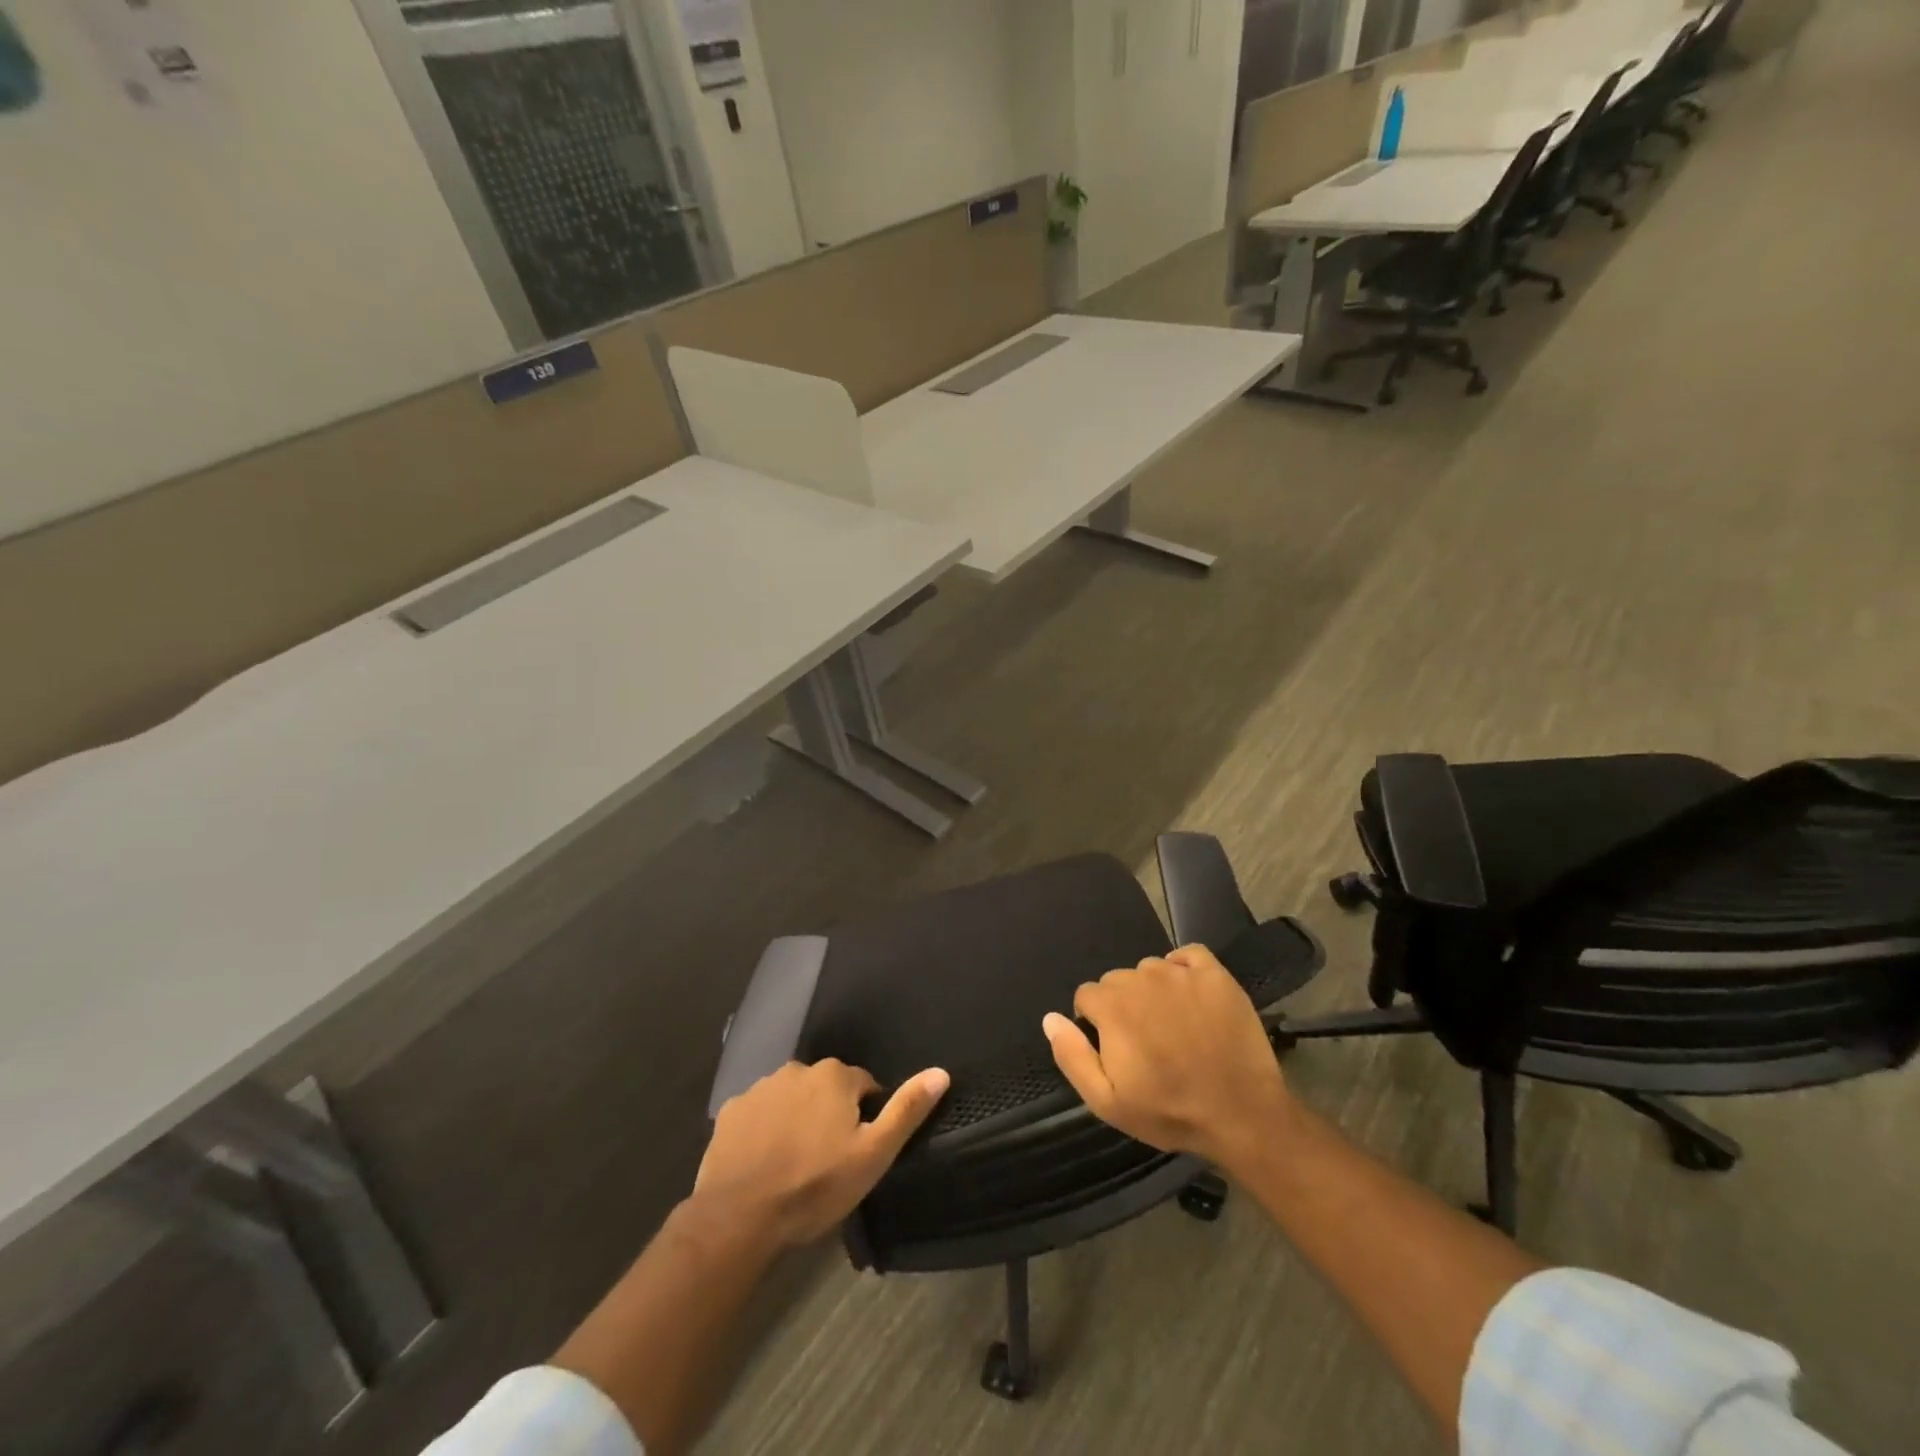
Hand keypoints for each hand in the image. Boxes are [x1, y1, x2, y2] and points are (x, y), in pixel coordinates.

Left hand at [694, 1060, 949, 1249]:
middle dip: (830, 1114)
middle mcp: (798, 1069)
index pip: (864, 1086)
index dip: (865, 1117)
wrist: (739, 1216)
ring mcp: (760, 1088)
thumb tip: (941, 1072)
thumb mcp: (873, 1154)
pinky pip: (758, 1113)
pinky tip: (764, 1161)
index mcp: (835, 1076)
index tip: (858, 1150)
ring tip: (795, 1163)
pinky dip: (765, 1129)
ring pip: (791, 1098)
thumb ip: (906, 1110)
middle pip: (825, 1088)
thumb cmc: (815, 1186)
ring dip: (797, 1119)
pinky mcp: (732, 1110)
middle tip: (828, 1159)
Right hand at [1043, 945, 1290, 1171]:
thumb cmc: (1170, 1112)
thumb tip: (1050, 1017)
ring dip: (1152, 990)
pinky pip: (1188, 955)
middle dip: (1123, 1006)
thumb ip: (1072, 1056)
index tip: (1115, 1049)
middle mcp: (1142, 979)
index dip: (1095, 1023)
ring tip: (1173, 1026)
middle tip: (1146, 1042)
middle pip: (1117, 981)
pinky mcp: (1215, 974)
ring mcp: (1181, 973)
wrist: (1243, 1115)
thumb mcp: (1108, 1102)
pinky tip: (1192, 997)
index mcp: (1113, 1006)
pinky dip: (1184, 969)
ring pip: (1150, 969)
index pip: (1086, 995)